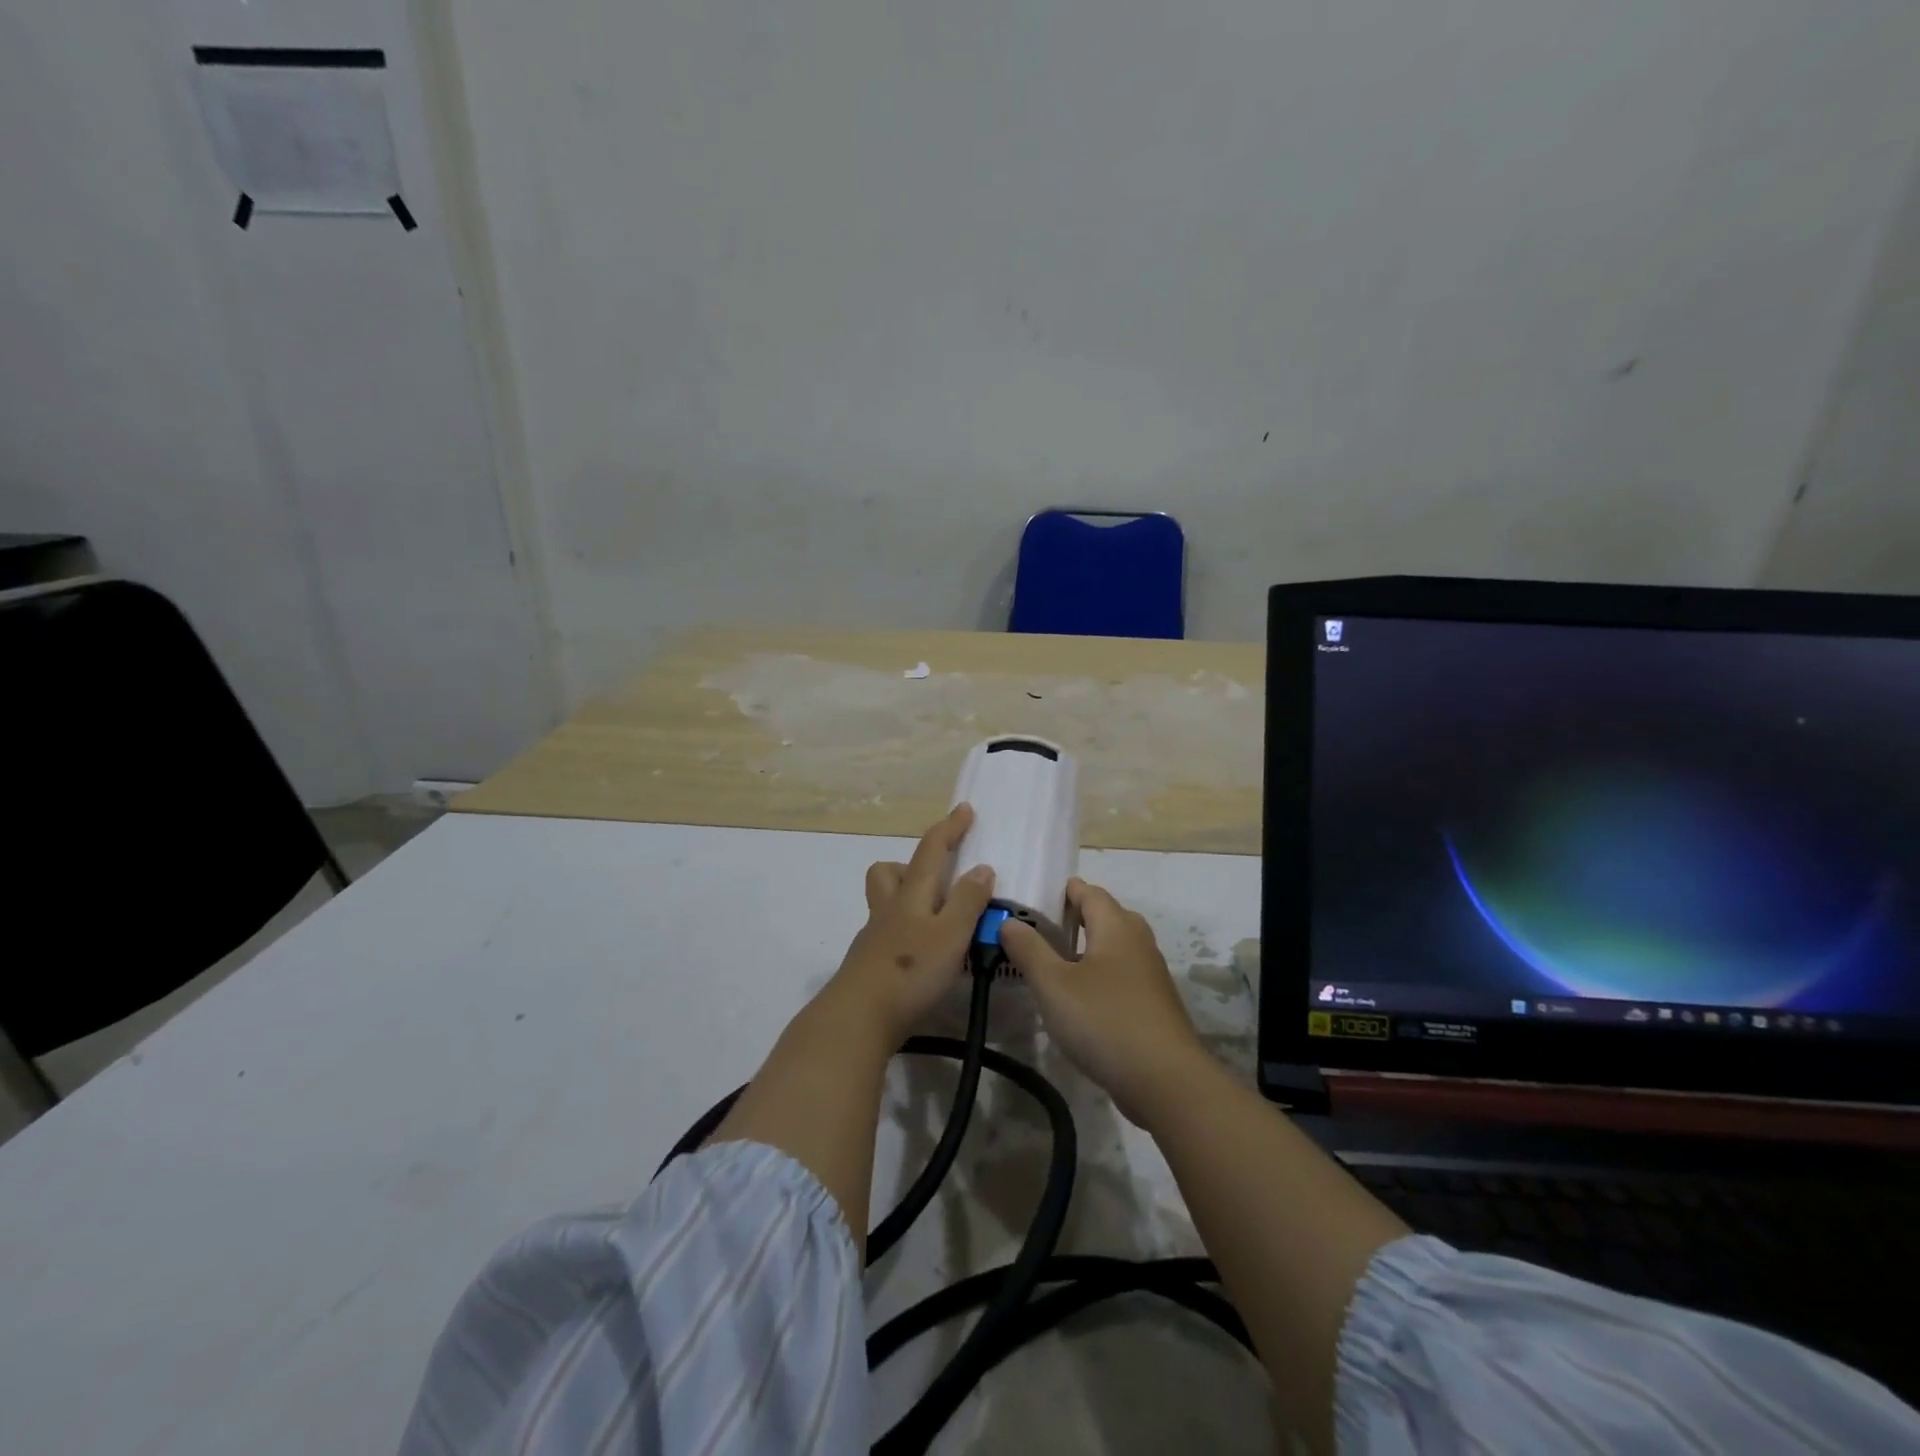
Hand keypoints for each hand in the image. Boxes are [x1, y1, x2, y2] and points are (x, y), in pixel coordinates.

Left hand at [825, 804, 996, 1044]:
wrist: (858, 1019)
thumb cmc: (910, 972)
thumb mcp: (950, 935)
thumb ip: (967, 902)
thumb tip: (982, 868)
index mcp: (911, 895)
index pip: (931, 850)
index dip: (949, 828)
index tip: (964, 809)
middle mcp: (889, 908)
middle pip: (890, 871)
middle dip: (913, 864)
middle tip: (941, 879)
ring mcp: (875, 936)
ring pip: (886, 901)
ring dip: (908, 897)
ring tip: (940, 918)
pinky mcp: (870, 963)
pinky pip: (889, 932)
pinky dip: (908, 931)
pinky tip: (925, 954)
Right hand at [1000, 879, 1208, 1125]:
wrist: (1165, 1081)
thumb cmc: (1104, 1021)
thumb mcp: (1053, 985)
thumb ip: (1028, 950)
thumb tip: (1008, 922)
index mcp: (1116, 926)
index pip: (1090, 892)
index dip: (1064, 890)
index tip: (1035, 897)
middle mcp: (1138, 942)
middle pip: (1106, 916)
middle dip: (1076, 917)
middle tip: (1040, 929)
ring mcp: (1150, 974)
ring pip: (1115, 947)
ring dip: (1087, 948)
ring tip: (1054, 962)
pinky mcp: (1154, 1005)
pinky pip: (1122, 975)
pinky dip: (1100, 975)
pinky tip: (1080, 999)